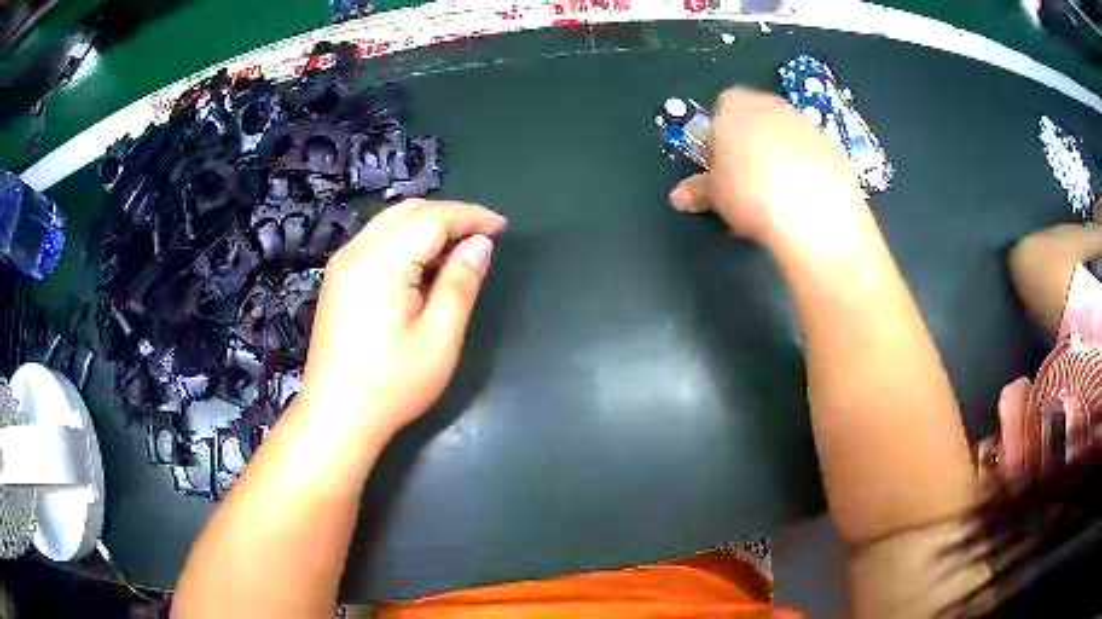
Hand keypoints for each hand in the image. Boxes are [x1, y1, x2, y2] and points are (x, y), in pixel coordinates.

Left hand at [297, 200, 506, 439]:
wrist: (337, 417)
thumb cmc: (393, 384)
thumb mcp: (440, 337)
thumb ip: (461, 282)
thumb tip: (480, 244)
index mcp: (381, 261)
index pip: (432, 218)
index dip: (470, 216)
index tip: (501, 227)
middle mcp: (355, 251)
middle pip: (408, 211)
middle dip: (449, 215)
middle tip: (482, 236)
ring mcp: (341, 265)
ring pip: (390, 223)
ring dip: (426, 226)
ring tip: (457, 251)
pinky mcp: (337, 280)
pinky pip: (376, 242)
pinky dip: (405, 241)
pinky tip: (422, 267)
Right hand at [669, 89, 864, 244]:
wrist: (816, 215)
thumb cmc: (753, 194)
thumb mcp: (716, 195)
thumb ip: (698, 189)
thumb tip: (680, 196)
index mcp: (735, 109)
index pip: (721, 108)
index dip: (719, 136)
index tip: (720, 165)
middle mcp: (772, 108)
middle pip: (756, 117)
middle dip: (750, 142)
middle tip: (746, 178)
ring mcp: (806, 125)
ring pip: (786, 134)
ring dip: (779, 155)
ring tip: (777, 192)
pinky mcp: (834, 147)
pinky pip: (812, 153)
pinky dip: (807, 169)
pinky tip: (804, 197)